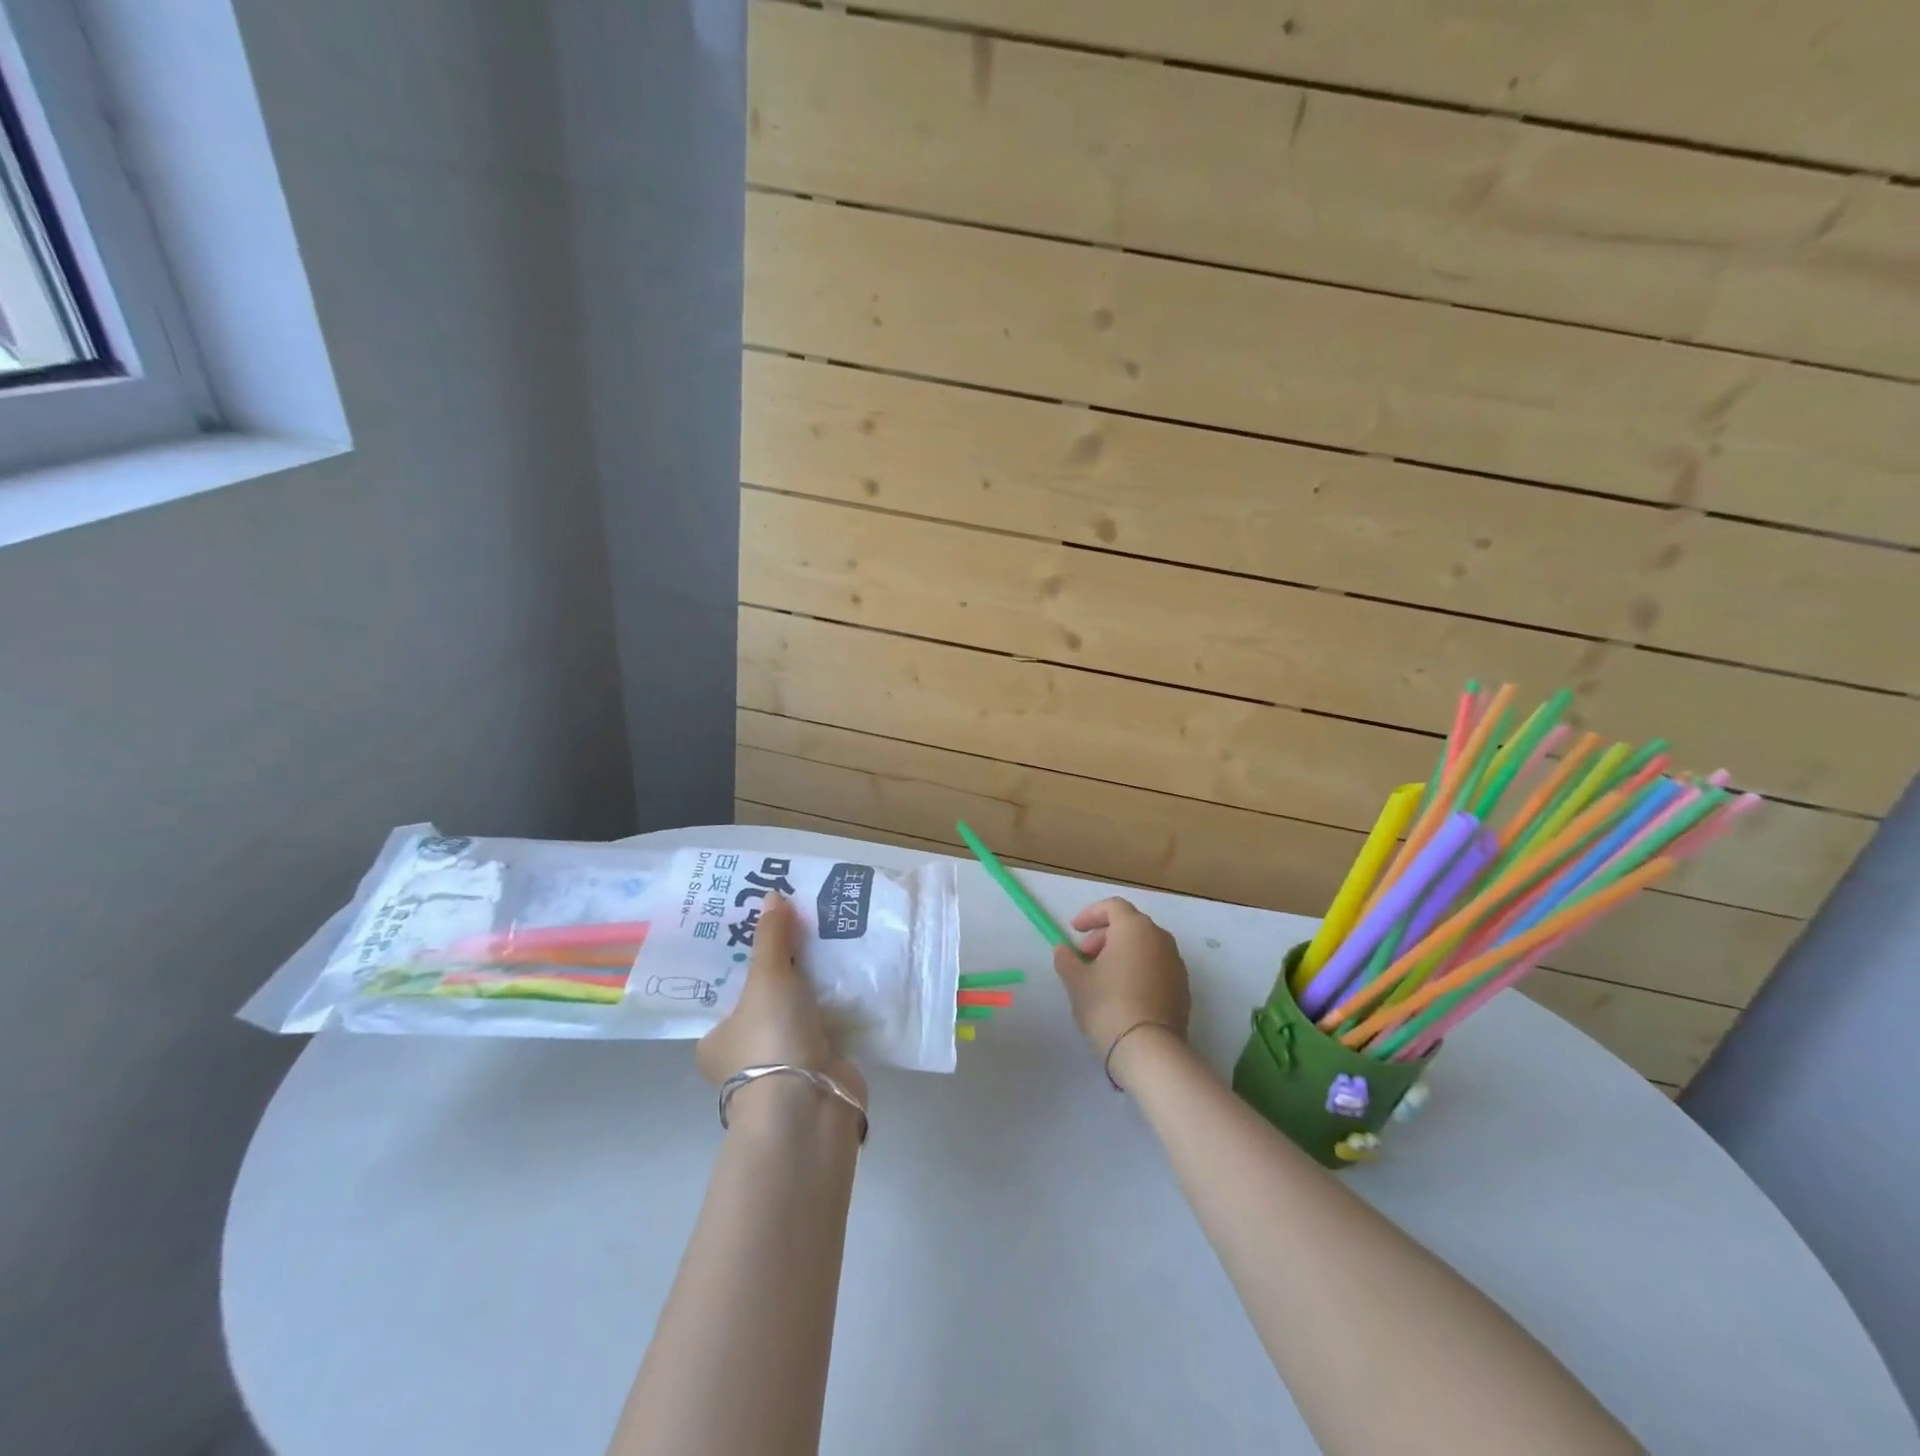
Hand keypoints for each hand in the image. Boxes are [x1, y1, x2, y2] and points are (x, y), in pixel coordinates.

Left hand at [697, 896, 866, 1103]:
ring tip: (833, 941)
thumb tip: (772, 894)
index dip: (745, 959)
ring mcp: (784, 1064)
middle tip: (805, 927)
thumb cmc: (770, 1039)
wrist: (809, 1104)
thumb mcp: (766, 978)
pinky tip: (854, 975)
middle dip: (787, 970)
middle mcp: (745, 1054)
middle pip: (766, 999)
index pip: (727, 990)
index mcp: (715, 1039)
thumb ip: (771, 937)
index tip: (767, 930)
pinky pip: (828, 1025)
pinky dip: (839, 1006)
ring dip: (816, 988)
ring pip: (800, 1013)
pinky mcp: (819, 1068)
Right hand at [1053, 898, 1190, 1063]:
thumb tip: (1063, 950)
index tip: (1074, 930)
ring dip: (1123, 953)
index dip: (1091, 914)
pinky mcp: (1183, 987)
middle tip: (1085, 957)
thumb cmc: (1107, 1005)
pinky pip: (1157, 967)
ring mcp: (1176, 963)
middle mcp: (1160, 938)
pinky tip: (1124, 994)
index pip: (1113, 906)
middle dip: (1104, 936)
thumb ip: (1066, 959)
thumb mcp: (1076, 981)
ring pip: (1145, 946)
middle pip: (1130, 925)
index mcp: (1134, 928)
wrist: (1149, 1050)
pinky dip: (1139, 970)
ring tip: (1102, 977)